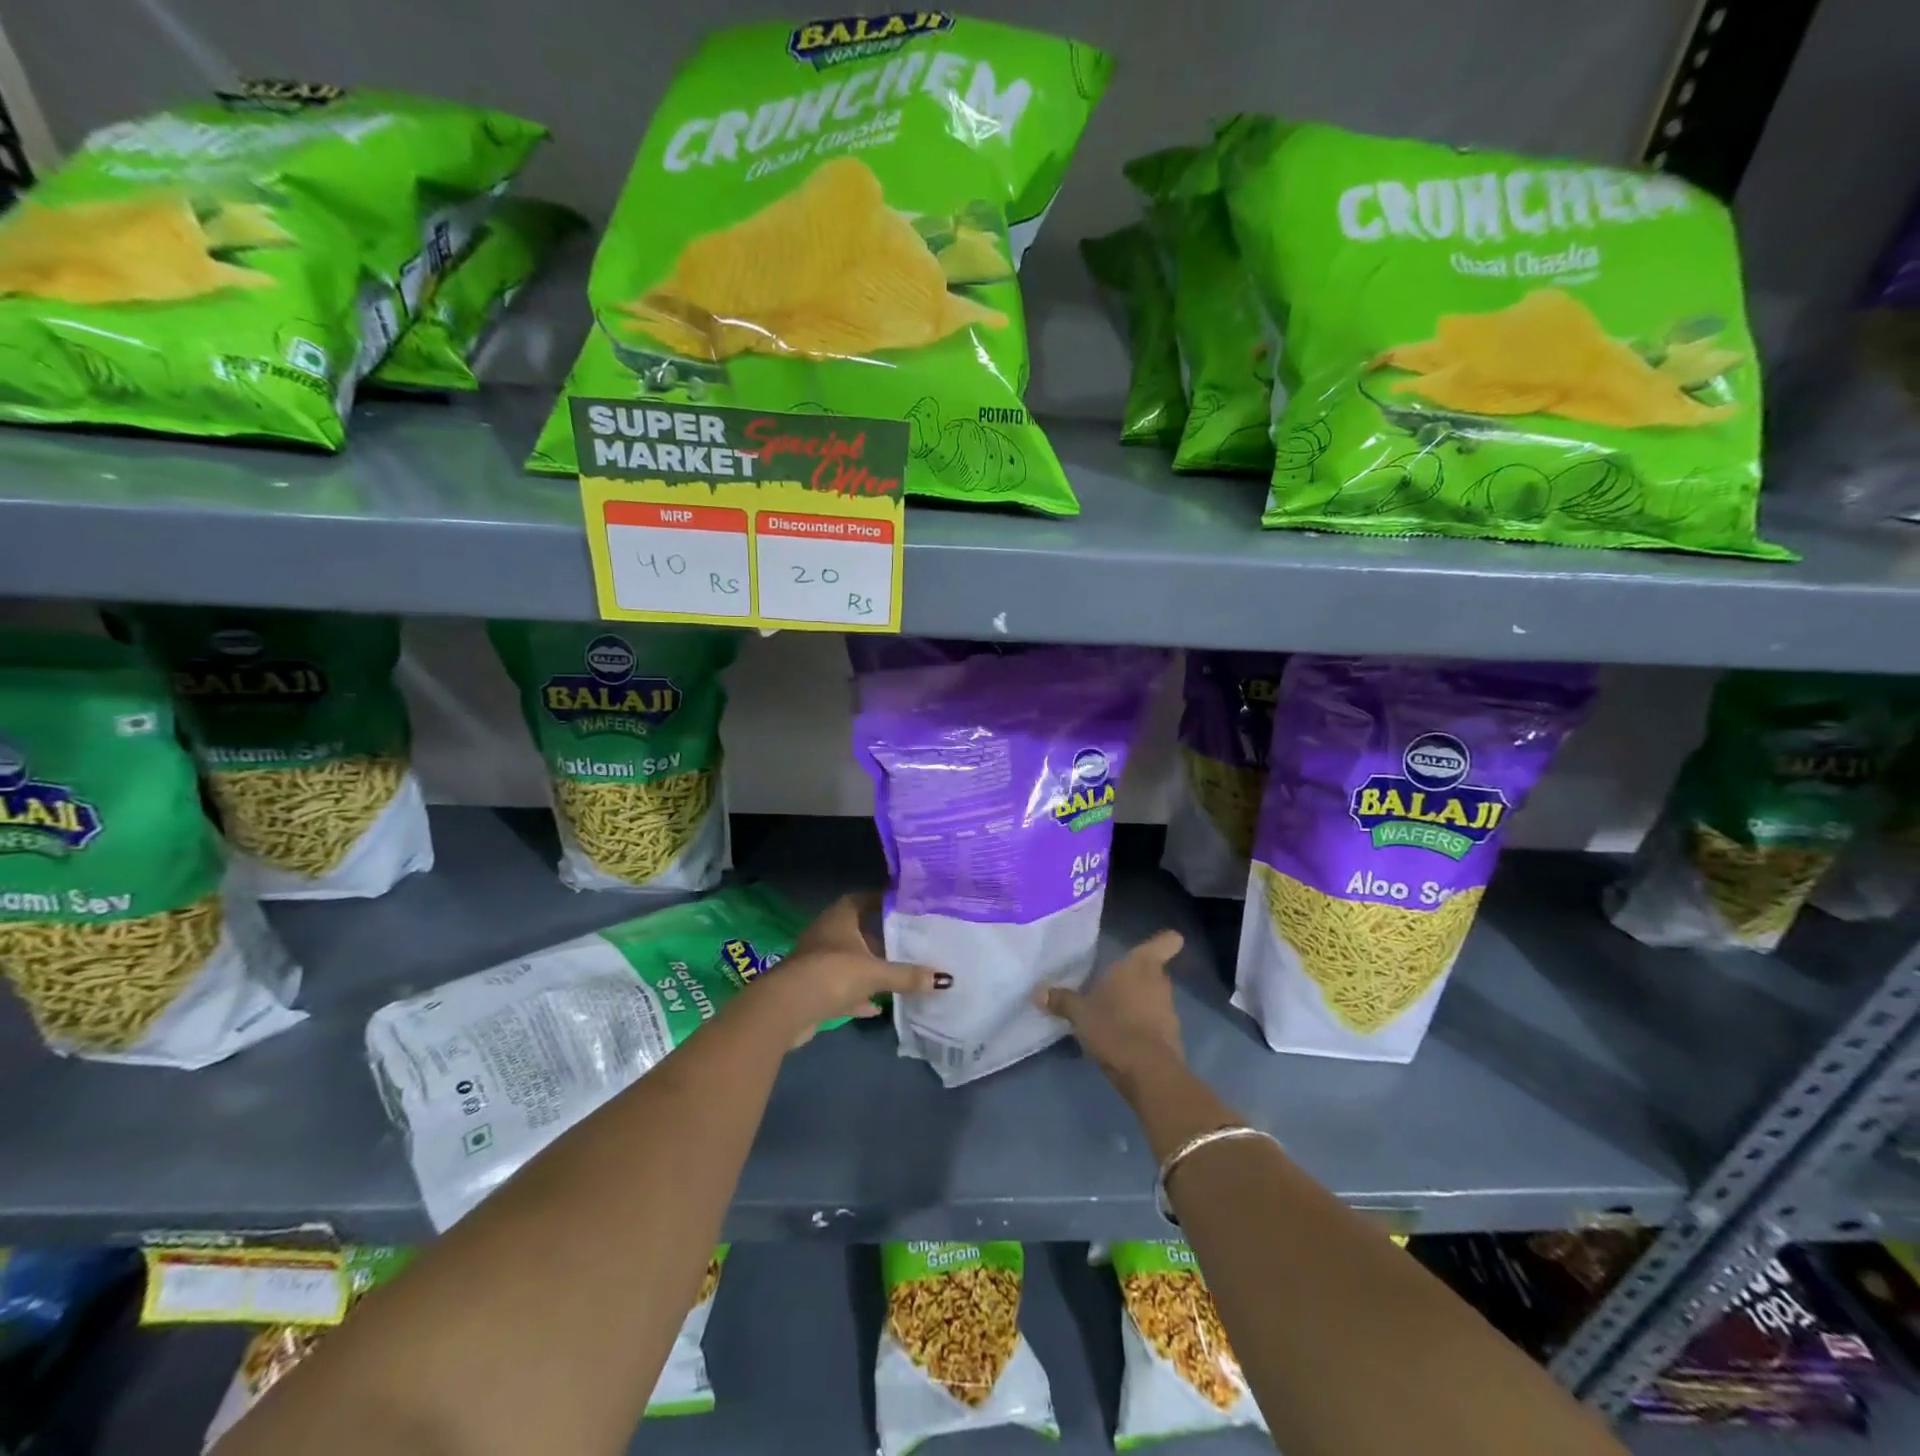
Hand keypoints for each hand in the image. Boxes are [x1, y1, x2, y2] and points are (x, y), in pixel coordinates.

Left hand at [757, 893, 946, 1046]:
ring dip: (869, 968)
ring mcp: (816, 962)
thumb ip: (907, 975)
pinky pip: (841, 988)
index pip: (863, 899)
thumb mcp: (875, 973)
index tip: (907, 906)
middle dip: (881, 937)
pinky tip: (877, 1007)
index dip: (883, 901)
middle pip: (858, 931)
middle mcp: (826, 934)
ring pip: (849, 961)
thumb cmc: (831, 974)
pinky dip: (857, 995)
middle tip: (910, 941)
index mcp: (839, 917)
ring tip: (898, 972)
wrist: (785, 1010)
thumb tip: (945, 978)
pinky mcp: (812, 989)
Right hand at [1036, 930, 1184, 1093]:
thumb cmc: (1113, 1026)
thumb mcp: (1080, 1013)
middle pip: (1154, 970)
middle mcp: (1159, 981)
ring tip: (1112, 1013)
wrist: (1148, 1072)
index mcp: (1140, 965)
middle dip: (1137, 976)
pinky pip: (1155, 1022)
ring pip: (1154, 996)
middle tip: (1111, 983)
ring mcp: (1169, 1009)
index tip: (1151, 946)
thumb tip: (1037, 992)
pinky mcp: (1171, 1036)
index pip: (1166, 942)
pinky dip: (1142, 1026)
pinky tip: (1121, 1037)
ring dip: (1138, 1002)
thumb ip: (1061, 1000)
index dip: (1163, 941)